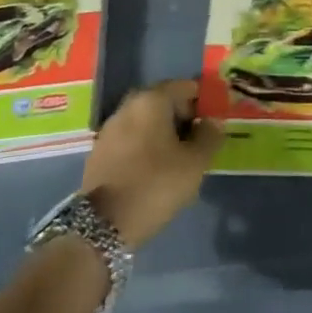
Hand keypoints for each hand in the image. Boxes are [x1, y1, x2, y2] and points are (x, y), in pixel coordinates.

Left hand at [81, 79, 222, 247]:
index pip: (185, 87)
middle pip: (163, 102)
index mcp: (152, 100)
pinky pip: (130, 138)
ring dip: (162, 133)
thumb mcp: (194, 163)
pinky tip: (153, 170)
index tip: (212, 125)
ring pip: (145, 121)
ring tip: (176, 159)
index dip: (203, 103)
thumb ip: (209, 136)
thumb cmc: (155, 185)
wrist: (102, 225)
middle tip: (197, 143)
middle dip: (182, 118)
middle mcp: (128, 105)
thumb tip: (212, 121)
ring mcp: (110, 127)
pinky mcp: (99, 150)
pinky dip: (144, 146)